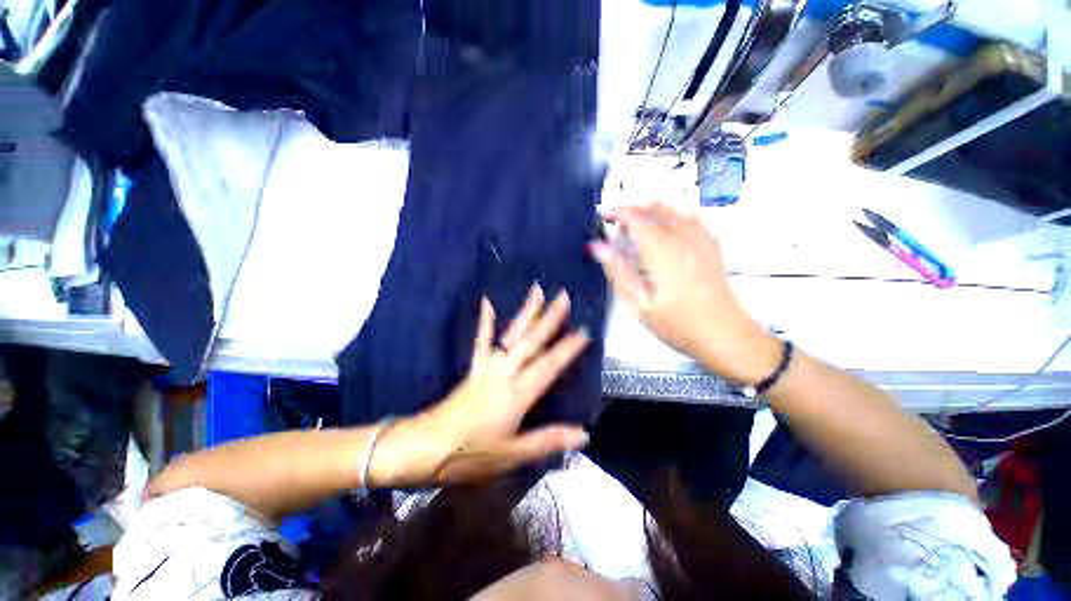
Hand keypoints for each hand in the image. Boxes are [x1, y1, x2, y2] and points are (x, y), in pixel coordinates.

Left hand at [378, 285, 590, 485]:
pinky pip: (482, 341)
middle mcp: (505, 373)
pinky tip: (487, 302)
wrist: (423, 448)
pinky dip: (486, 321)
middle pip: (531, 341)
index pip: (549, 366)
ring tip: (537, 291)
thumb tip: (584, 435)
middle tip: (564, 297)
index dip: (568, 348)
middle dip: (550, 318)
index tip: (584, 330)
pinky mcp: (475, 367)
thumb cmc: (469, 455)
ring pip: (511, 334)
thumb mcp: (512, 455)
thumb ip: (548, 440)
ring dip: (526, 312)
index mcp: (517, 394)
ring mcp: (488, 366)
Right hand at [590, 203, 779, 383]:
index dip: (617, 211)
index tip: (602, 215)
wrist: (723, 333)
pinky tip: (663, 229)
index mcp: (663, 252)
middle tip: (615, 224)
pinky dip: (670, 214)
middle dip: (631, 209)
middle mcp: (684, 237)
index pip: (637, 217)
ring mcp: (701, 237)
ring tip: (635, 226)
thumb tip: (597, 246)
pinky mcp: (711, 242)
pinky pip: (689, 215)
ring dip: (649, 210)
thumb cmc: (677, 323)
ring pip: (672, 208)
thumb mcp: (639, 304)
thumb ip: (617, 271)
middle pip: (655, 207)